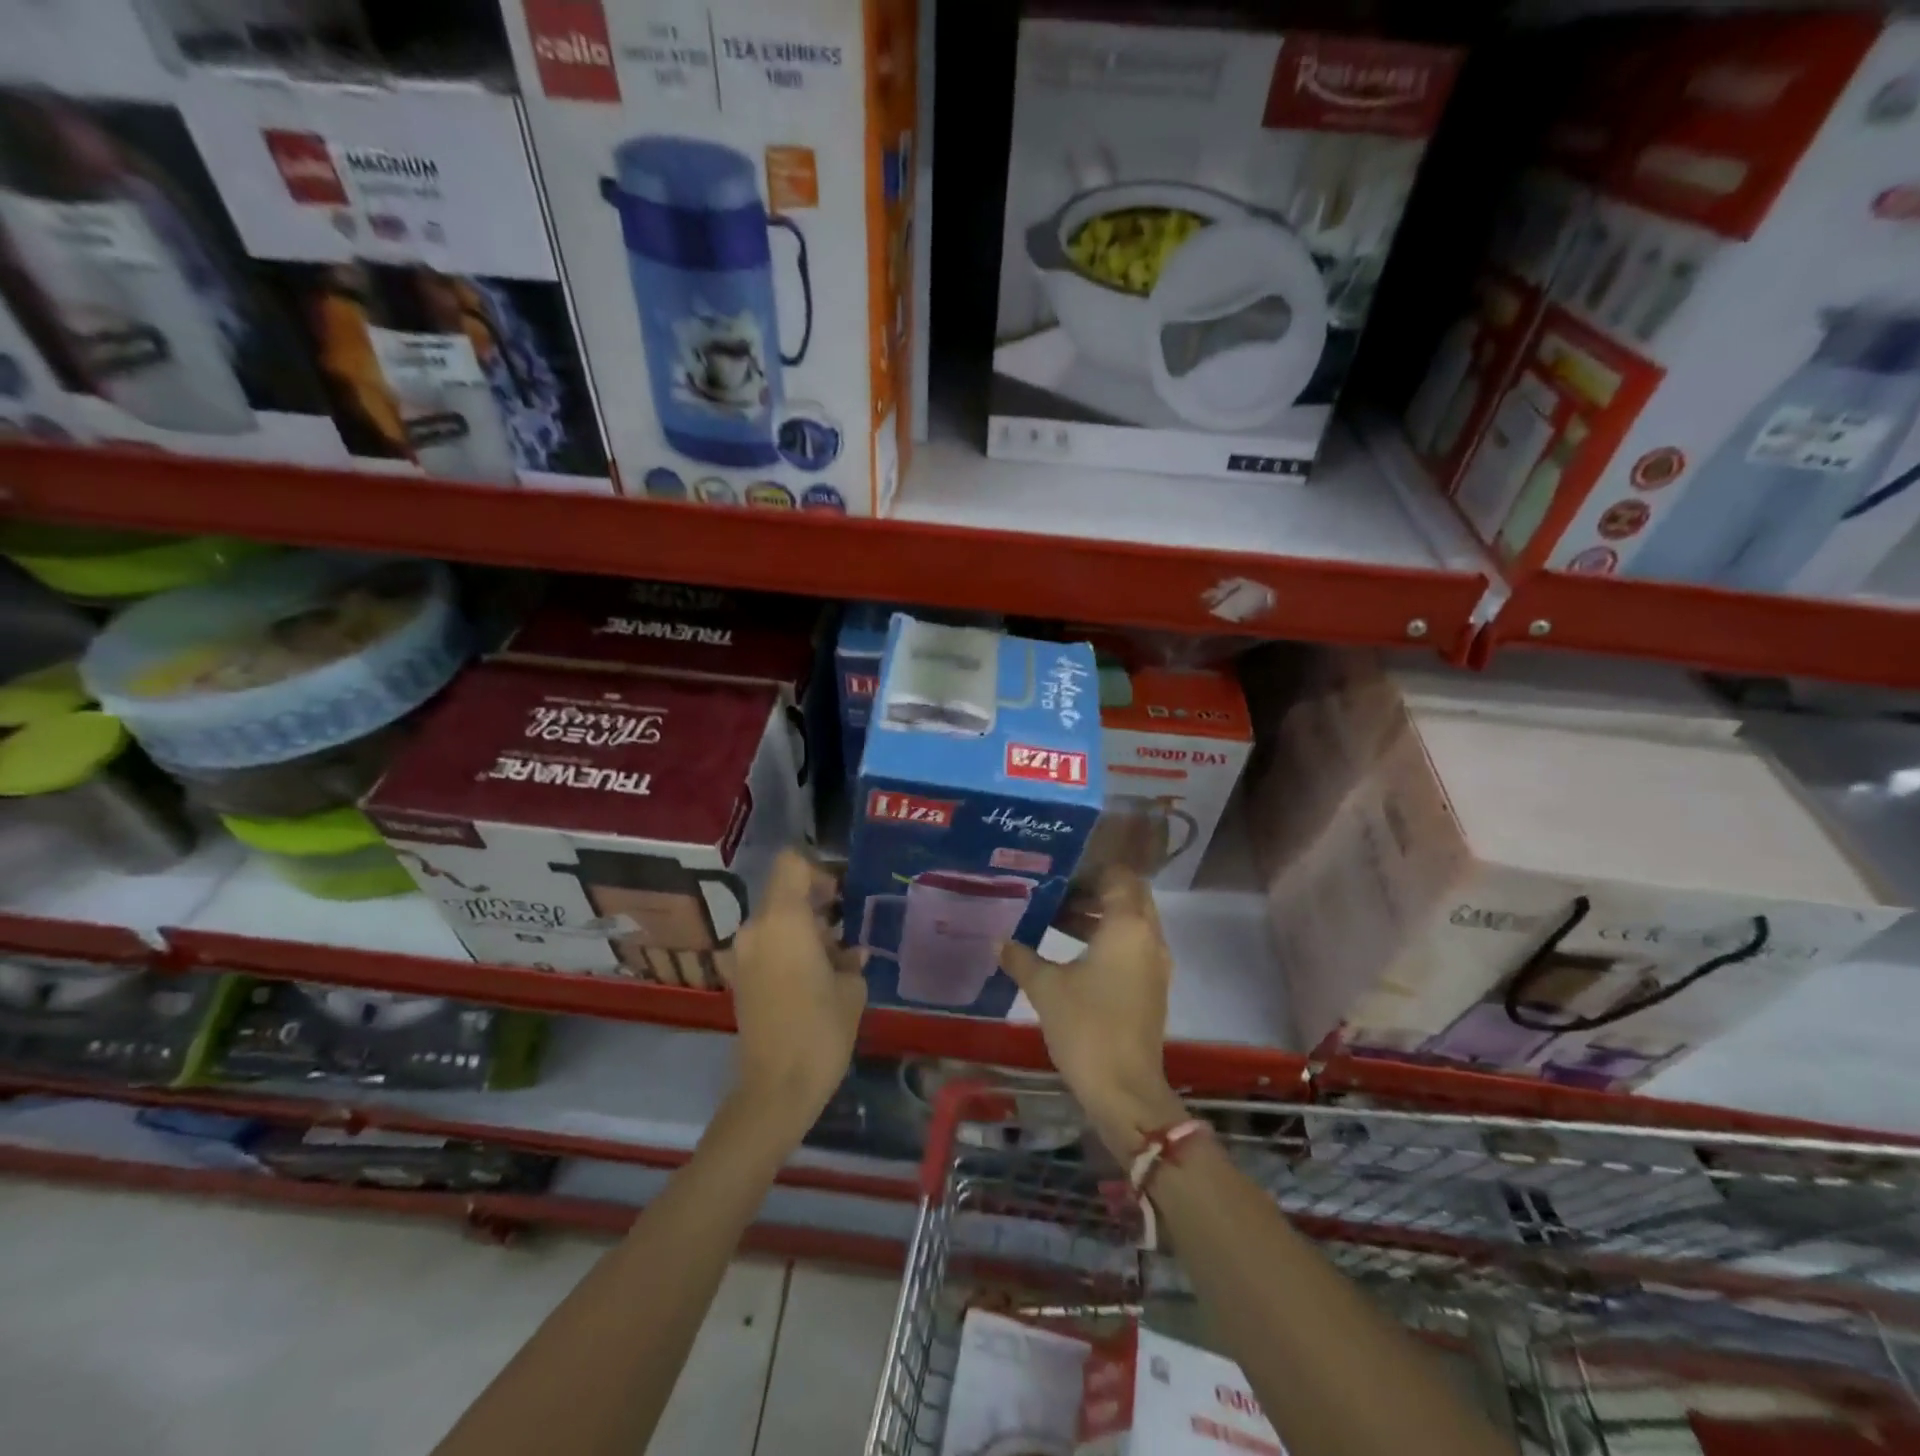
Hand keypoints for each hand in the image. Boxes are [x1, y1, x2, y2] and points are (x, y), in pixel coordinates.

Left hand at [724, 850, 867, 1139]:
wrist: (776, 1089)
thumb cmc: (821, 1030)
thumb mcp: (852, 988)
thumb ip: (850, 958)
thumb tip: (849, 952)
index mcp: (783, 920)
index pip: (791, 864)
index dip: (818, 871)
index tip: (840, 896)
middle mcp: (755, 929)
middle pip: (783, 891)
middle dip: (815, 902)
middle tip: (845, 928)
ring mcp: (742, 954)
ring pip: (775, 919)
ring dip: (802, 927)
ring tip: (834, 957)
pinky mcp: (740, 977)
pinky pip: (766, 944)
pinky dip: (788, 947)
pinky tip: (814, 975)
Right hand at [999, 869, 1186, 1159]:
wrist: (1124, 1089)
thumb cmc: (1086, 1026)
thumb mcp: (1046, 988)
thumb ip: (1021, 957)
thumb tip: (998, 941)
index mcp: (1128, 925)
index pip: (1119, 876)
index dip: (1091, 870)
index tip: (1059, 873)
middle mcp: (1149, 937)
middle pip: (1129, 896)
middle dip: (1094, 891)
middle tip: (1056, 894)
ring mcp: (1155, 964)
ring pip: (1131, 923)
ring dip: (1099, 917)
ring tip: (1055, 920)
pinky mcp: (1152, 987)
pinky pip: (1132, 946)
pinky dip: (1108, 940)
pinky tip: (1072, 953)